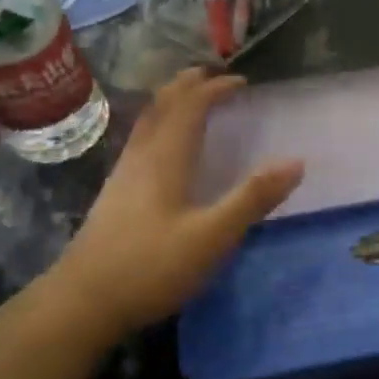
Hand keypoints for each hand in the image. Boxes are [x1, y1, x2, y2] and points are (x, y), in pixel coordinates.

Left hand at [47, 69, 303, 336]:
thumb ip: (252, 199)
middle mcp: (141, 158)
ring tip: (188, 100)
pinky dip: (159, 127)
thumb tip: (296, 162)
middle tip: (211, 75)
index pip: (190, 107)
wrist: (82, 302)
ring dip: (170, 103)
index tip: (242, 82)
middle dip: (187, 86)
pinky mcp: (114, 196)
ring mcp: (123, 176)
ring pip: (147, 123)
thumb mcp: (212, 237)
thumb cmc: (150, 267)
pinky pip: (140, 142)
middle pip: (162, 107)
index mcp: (165, 159)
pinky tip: (161, 149)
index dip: (215, 89)